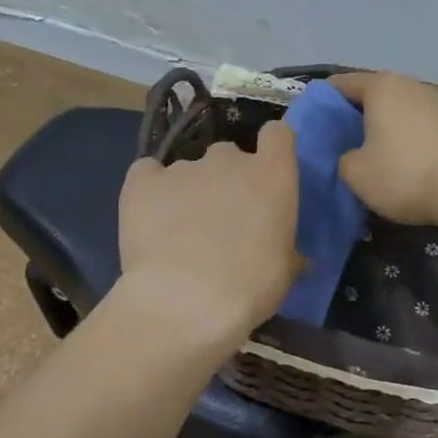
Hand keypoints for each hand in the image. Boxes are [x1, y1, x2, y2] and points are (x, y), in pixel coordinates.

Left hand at [117, 120, 300, 340]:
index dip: (272, 150)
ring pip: (188, 170)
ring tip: (178, 232)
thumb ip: (288, 252)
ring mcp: (183, 167)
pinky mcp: (142, 181)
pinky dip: (150, 190)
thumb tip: (295, 258)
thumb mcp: (284, 272)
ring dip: (188, 192)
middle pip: (229, 155)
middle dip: (226, 180)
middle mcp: (229, 160)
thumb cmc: (251, 287)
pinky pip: (147, 175)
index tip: (267, 174)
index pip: (278, 135)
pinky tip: (149, 219)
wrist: (186, 302)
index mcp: (272, 175)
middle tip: (221, 219)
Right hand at [328, 71, 437, 226]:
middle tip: (339, 141)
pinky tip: (403, 160)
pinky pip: (420, 126)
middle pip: (373, 95)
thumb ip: (342, 158)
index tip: (312, 123)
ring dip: (384, 127)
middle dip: (355, 115)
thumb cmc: (404, 174)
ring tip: (371, 152)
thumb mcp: (355, 173)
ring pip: (399, 110)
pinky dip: (407, 138)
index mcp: (382, 86)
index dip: (323, 102)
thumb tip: (352, 155)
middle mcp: (411, 85)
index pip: (342, 84)